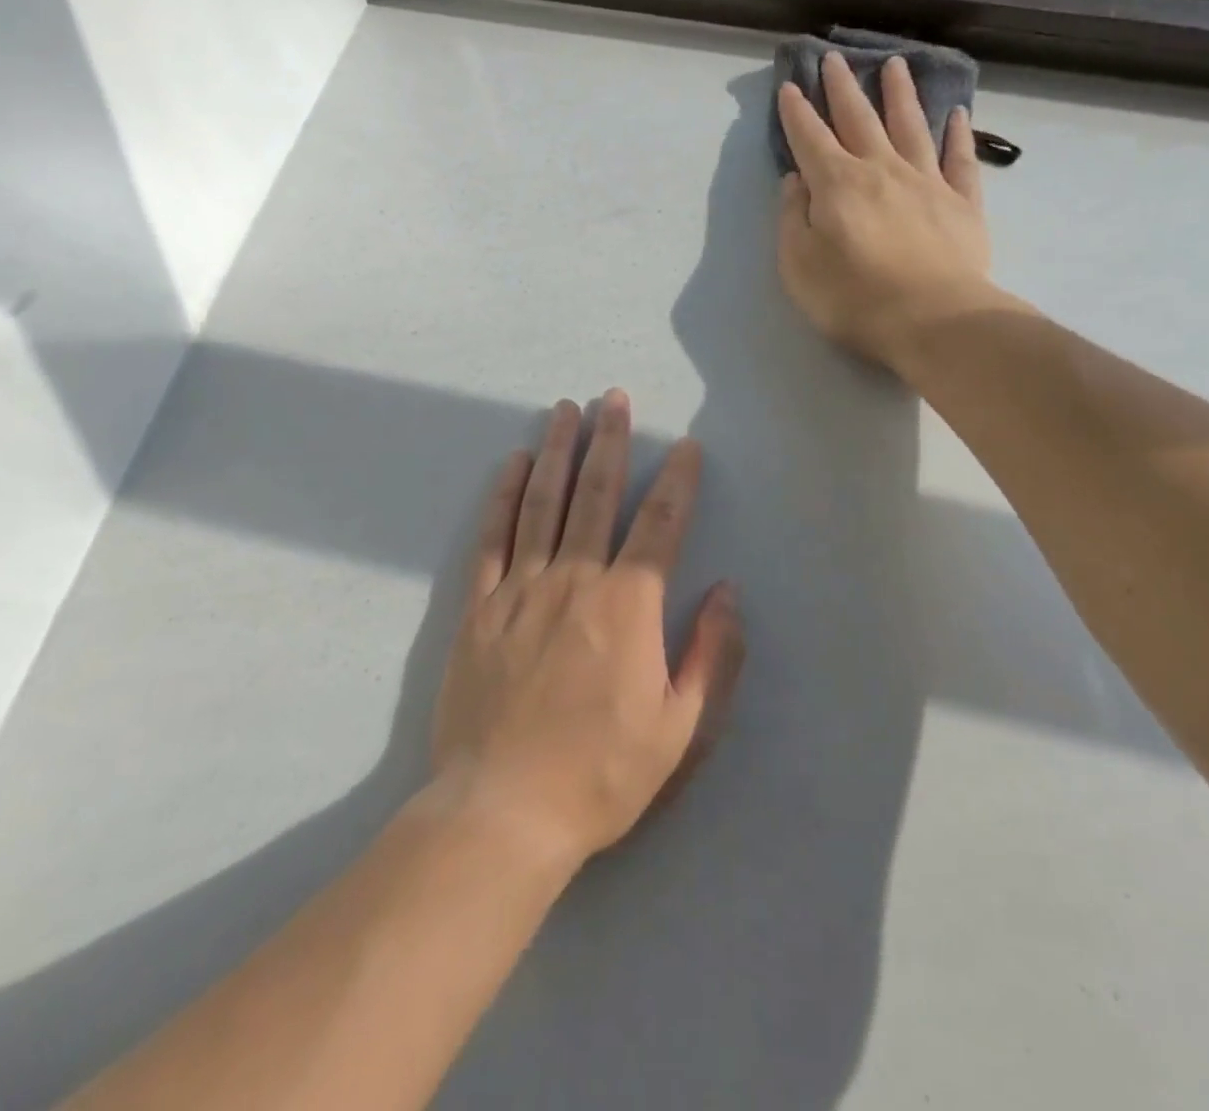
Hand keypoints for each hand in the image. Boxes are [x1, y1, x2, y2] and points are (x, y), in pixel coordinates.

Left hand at [431, 392, 744, 868]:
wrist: (503, 811)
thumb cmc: (602, 774)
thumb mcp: (682, 730)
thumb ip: (711, 656)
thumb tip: (728, 593)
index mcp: (629, 606)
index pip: (660, 525)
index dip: (677, 480)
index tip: (684, 446)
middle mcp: (576, 580)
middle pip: (596, 494)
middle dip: (609, 442)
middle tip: (613, 397)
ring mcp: (522, 588)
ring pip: (543, 502)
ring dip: (557, 451)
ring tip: (565, 410)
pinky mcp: (480, 607)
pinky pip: (493, 536)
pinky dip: (504, 495)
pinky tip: (513, 464)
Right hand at [777, 51, 994, 374]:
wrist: (932, 320)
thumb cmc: (853, 298)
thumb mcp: (798, 266)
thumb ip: (793, 219)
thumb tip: (796, 181)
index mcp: (837, 184)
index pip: (810, 138)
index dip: (796, 112)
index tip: (789, 86)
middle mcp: (881, 170)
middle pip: (859, 118)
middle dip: (843, 87)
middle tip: (836, 58)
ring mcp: (926, 182)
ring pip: (911, 125)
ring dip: (901, 93)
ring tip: (897, 63)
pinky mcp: (963, 202)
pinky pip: (960, 159)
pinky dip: (958, 134)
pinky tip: (957, 115)